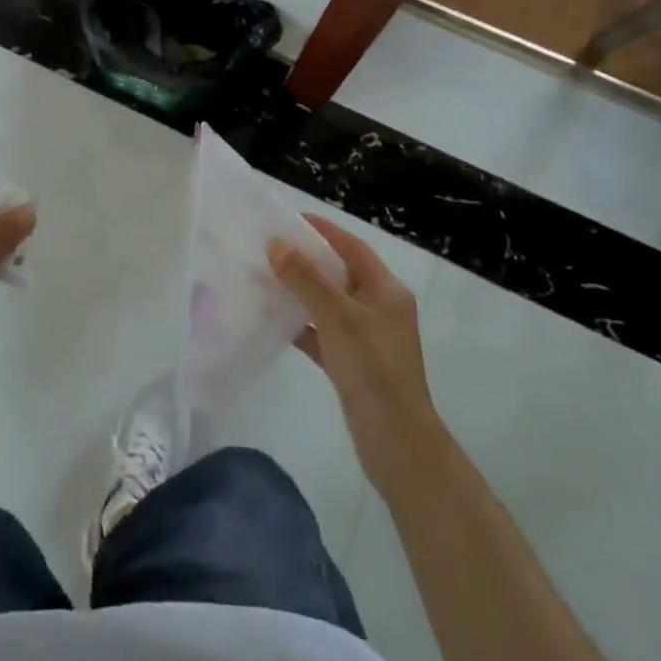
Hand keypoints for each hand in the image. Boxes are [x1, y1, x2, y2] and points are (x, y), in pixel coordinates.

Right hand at [270, 215, 445, 496]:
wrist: (396, 441)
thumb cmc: (373, 368)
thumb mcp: (338, 316)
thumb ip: (306, 278)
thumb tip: (276, 244)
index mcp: (386, 290)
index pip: (353, 247)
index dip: (324, 230)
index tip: (289, 219)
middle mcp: (379, 308)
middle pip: (339, 274)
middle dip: (306, 261)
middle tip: (269, 249)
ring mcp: (366, 338)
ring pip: (328, 304)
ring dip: (300, 293)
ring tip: (264, 279)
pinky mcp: (352, 364)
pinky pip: (322, 334)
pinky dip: (300, 325)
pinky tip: (272, 321)